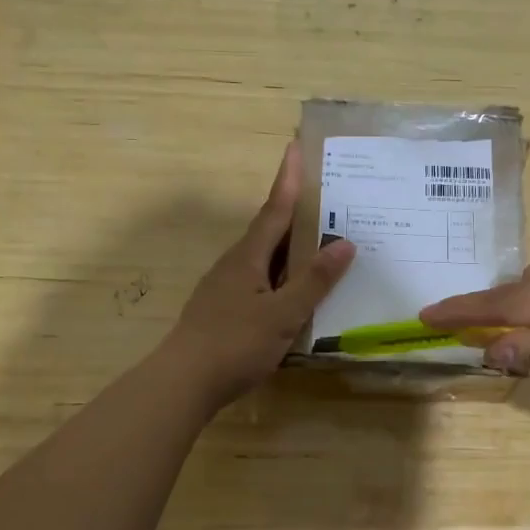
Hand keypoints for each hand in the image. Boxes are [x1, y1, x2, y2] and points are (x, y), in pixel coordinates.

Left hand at [165, 141, 355, 409]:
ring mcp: (226, 288)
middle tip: (324, 197)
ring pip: (264, 258)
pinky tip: (295, 291)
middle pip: (269, 230)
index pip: (274, 209)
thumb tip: (346, 243)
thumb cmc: (235, 343)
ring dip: (289, 246)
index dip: (287, 180)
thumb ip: (314, 280)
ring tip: (319, 242)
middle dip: (294, 211)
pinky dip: (281, 275)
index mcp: (248, 257)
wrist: (183, 382)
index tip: (295, 147)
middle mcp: (235, 265)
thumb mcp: (283, 314)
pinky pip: (260, 281)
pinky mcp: (224, 310)